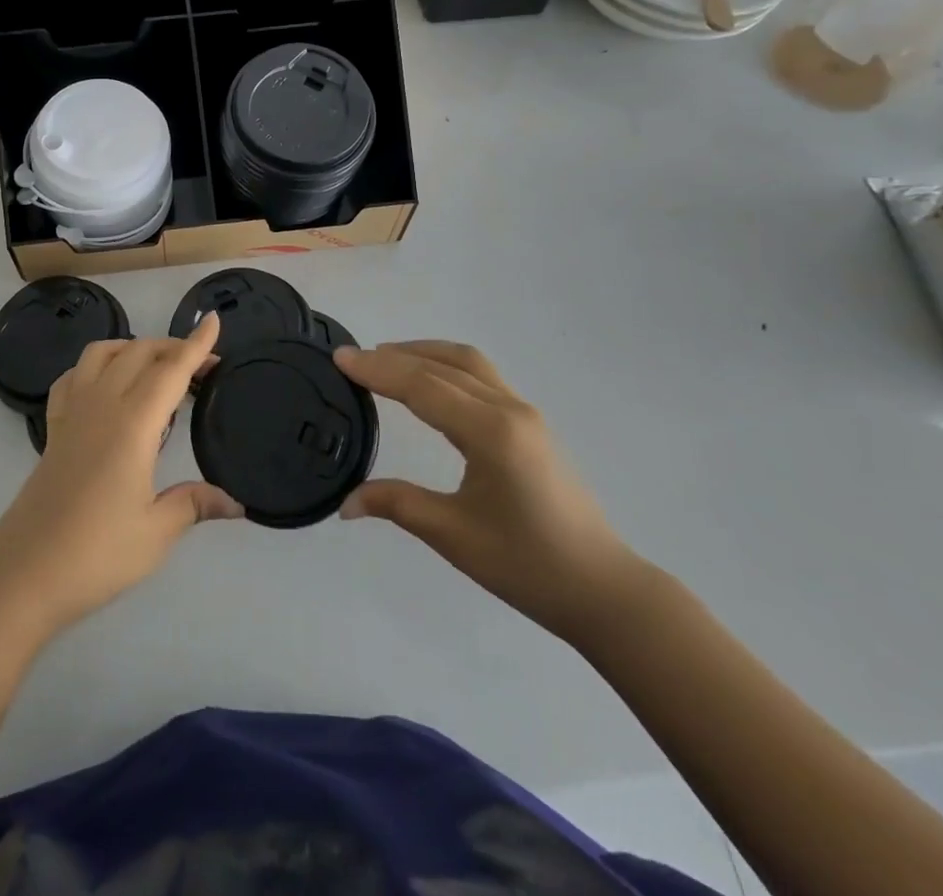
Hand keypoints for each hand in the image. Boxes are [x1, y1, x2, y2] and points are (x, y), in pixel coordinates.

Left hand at [0, 314, 242, 638]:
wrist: (23, 573)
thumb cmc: (95, 553)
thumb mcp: (155, 533)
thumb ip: (194, 505)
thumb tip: (235, 503)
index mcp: (132, 424)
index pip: (170, 371)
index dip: (195, 345)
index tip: (214, 321)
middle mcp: (101, 406)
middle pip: (139, 354)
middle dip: (173, 347)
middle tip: (202, 366)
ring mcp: (72, 414)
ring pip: (102, 354)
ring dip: (133, 348)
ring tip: (156, 368)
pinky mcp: (53, 429)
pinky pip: (73, 377)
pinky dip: (96, 366)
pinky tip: (106, 385)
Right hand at [337, 341, 647, 644]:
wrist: (602, 589)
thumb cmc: (527, 566)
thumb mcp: (454, 536)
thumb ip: (397, 505)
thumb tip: (345, 504)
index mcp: (490, 433)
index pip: (422, 387)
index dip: (378, 370)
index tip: (340, 358)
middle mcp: (508, 409)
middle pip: (443, 366)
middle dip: (394, 357)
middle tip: (352, 358)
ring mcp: (524, 413)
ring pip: (467, 363)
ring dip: (423, 353)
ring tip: (385, 358)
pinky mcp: (530, 423)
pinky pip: (482, 376)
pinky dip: (446, 366)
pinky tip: (428, 381)